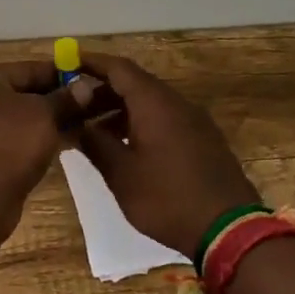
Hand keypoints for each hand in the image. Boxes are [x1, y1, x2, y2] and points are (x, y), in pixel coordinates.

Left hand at [0, 61, 90, 210]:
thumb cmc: (8, 145)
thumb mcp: (44, 115)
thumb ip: (65, 99)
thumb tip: (85, 86)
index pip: (26, 69)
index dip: (59, 74)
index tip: (86, 81)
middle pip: (19, 95)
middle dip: (54, 101)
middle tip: (87, 107)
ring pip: (15, 121)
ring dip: (45, 123)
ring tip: (79, 128)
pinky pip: (8, 142)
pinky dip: (30, 142)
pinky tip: (59, 148)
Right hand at [72, 52, 259, 256]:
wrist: (229, 230)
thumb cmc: (167, 198)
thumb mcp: (121, 173)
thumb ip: (94, 142)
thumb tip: (73, 124)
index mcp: (154, 102)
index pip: (118, 68)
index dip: (90, 63)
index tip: (65, 63)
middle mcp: (176, 103)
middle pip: (133, 83)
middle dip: (100, 91)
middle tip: (72, 107)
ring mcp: (194, 121)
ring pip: (149, 103)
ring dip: (119, 110)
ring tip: (92, 132)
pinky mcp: (203, 140)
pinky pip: (164, 119)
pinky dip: (138, 123)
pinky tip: (124, 147)